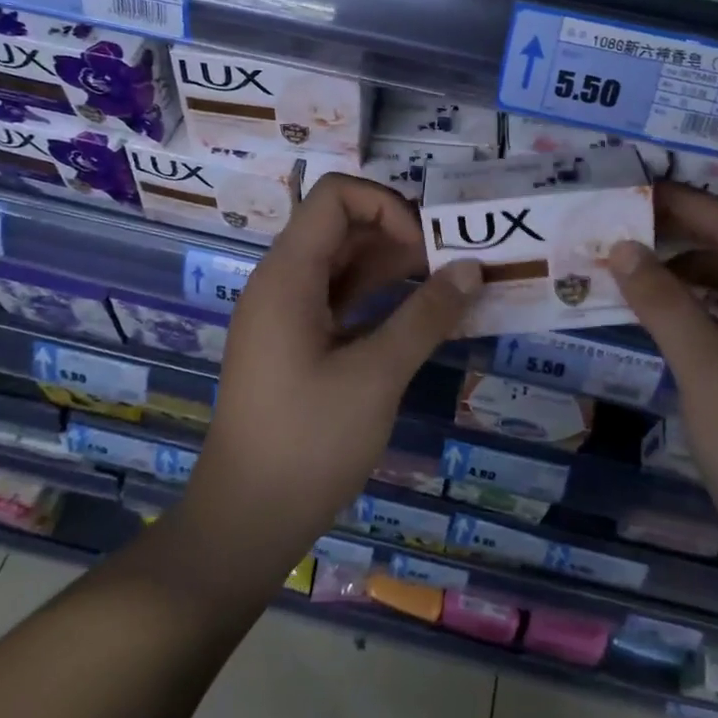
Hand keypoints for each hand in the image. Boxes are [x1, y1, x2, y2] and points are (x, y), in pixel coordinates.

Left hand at [180, 174, 482, 586]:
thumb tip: (472, 268)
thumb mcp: (377, 376)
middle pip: (340, 226)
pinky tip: (416, 316)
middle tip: (451, 264)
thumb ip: (426, 316)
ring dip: (391, 266)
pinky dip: (376, 297)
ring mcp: (285, 314)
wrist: (245, 520)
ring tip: (445, 286)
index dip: (386, 206)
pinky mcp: (293, 343)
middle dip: (398, 234)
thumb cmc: (308, 443)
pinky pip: (337, 298)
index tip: (426, 248)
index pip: (336, 196)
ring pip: (341, 263)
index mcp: (288, 275)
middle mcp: (281, 282)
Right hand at [605, 184, 717, 595]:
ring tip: (628, 263)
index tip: (629, 189)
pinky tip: (658, 313)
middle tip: (617, 224)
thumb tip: (622, 247)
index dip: (684, 201)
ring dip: (683, 267)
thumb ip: (665, 304)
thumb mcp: (709, 373)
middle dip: (680, 229)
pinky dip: (692, 305)